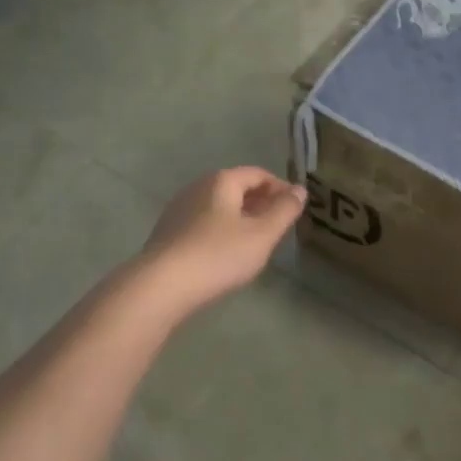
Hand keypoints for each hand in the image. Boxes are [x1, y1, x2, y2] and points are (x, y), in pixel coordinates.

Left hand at [135, 167, 307, 315]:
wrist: (161, 286)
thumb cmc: (218, 255)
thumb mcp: (262, 234)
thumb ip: (284, 211)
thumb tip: (300, 190)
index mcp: (222, 181)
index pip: (258, 174)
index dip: (280, 188)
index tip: (295, 208)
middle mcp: (198, 187)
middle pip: (236, 187)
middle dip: (261, 202)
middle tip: (279, 226)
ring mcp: (179, 209)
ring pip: (219, 206)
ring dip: (241, 217)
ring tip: (256, 241)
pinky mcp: (168, 232)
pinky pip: (203, 222)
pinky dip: (221, 230)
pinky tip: (226, 253)